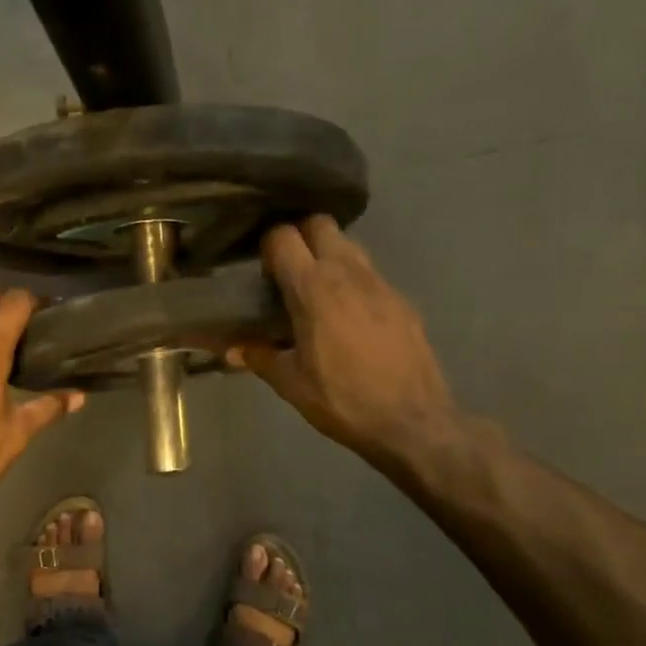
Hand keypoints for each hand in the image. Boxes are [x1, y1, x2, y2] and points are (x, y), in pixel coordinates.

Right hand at [231, 216, 456, 462]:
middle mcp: (347, 273)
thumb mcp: (291, 384)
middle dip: (301, 237)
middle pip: (320, 224)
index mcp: (313, 288)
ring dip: (329, 257)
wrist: (412, 421)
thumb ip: (260, 357)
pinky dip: (354, 282)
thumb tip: (233, 350)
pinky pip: (370, 274)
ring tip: (318, 294)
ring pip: (349, 245)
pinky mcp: (402, 300)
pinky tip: (350, 317)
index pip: (283, 236)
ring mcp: (380, 283)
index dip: (269, 247)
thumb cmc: (342, 400)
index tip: (264, 275)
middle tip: (290, 273)